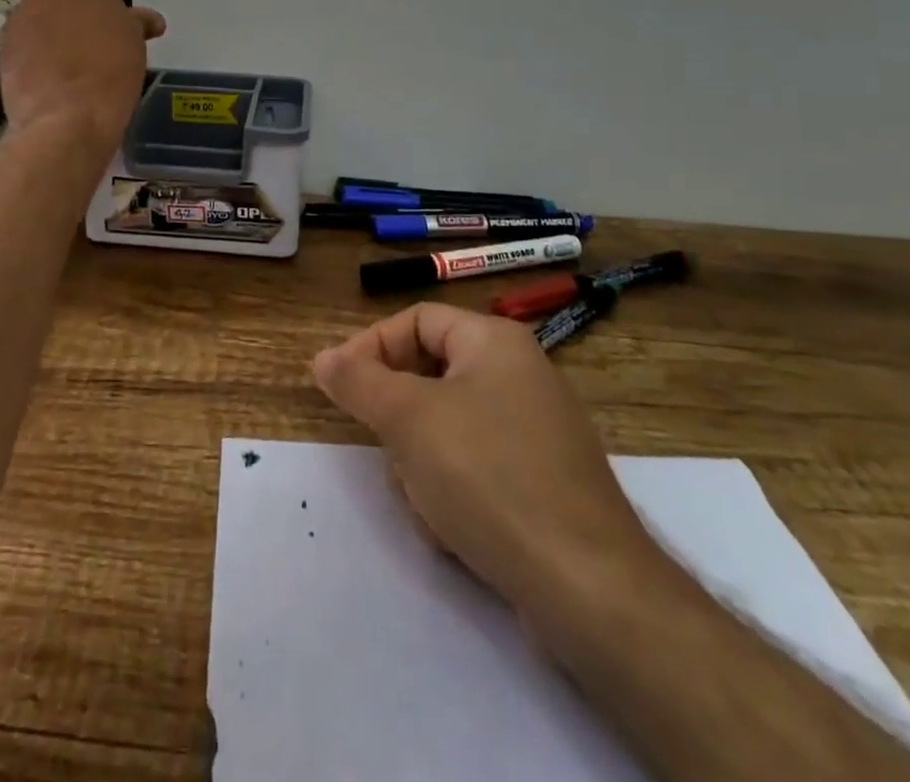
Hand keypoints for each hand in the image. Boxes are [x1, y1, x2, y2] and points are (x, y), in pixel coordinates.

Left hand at [0, 0, 165, 153]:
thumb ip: (136, 22)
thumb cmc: (110, 72)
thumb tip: (148, 20)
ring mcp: (20, 17)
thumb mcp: (134, 44)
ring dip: (61, 24)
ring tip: (79, 61)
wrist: (65, 120)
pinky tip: (57, 77)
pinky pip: (29, 37)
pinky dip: (42, 48)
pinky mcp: (6, 47)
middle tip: (102, 33)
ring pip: (45, 10)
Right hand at [312, 303, 661, 637]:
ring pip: (446, 426)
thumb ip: (358, 381)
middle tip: (385, 448)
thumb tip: (322, 358)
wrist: (587, 588)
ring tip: (425, 500)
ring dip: (421, 461)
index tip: (337, 386)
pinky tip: (454, 529)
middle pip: (430, 374)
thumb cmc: (488, 477)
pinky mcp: (542, 482)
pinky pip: (475, 466)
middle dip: (398, 417)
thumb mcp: (408, 419)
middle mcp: (520, 374)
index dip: (370, 346)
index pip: (415, 320)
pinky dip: (453, 490)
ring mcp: (536, 431)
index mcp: (495, 342)